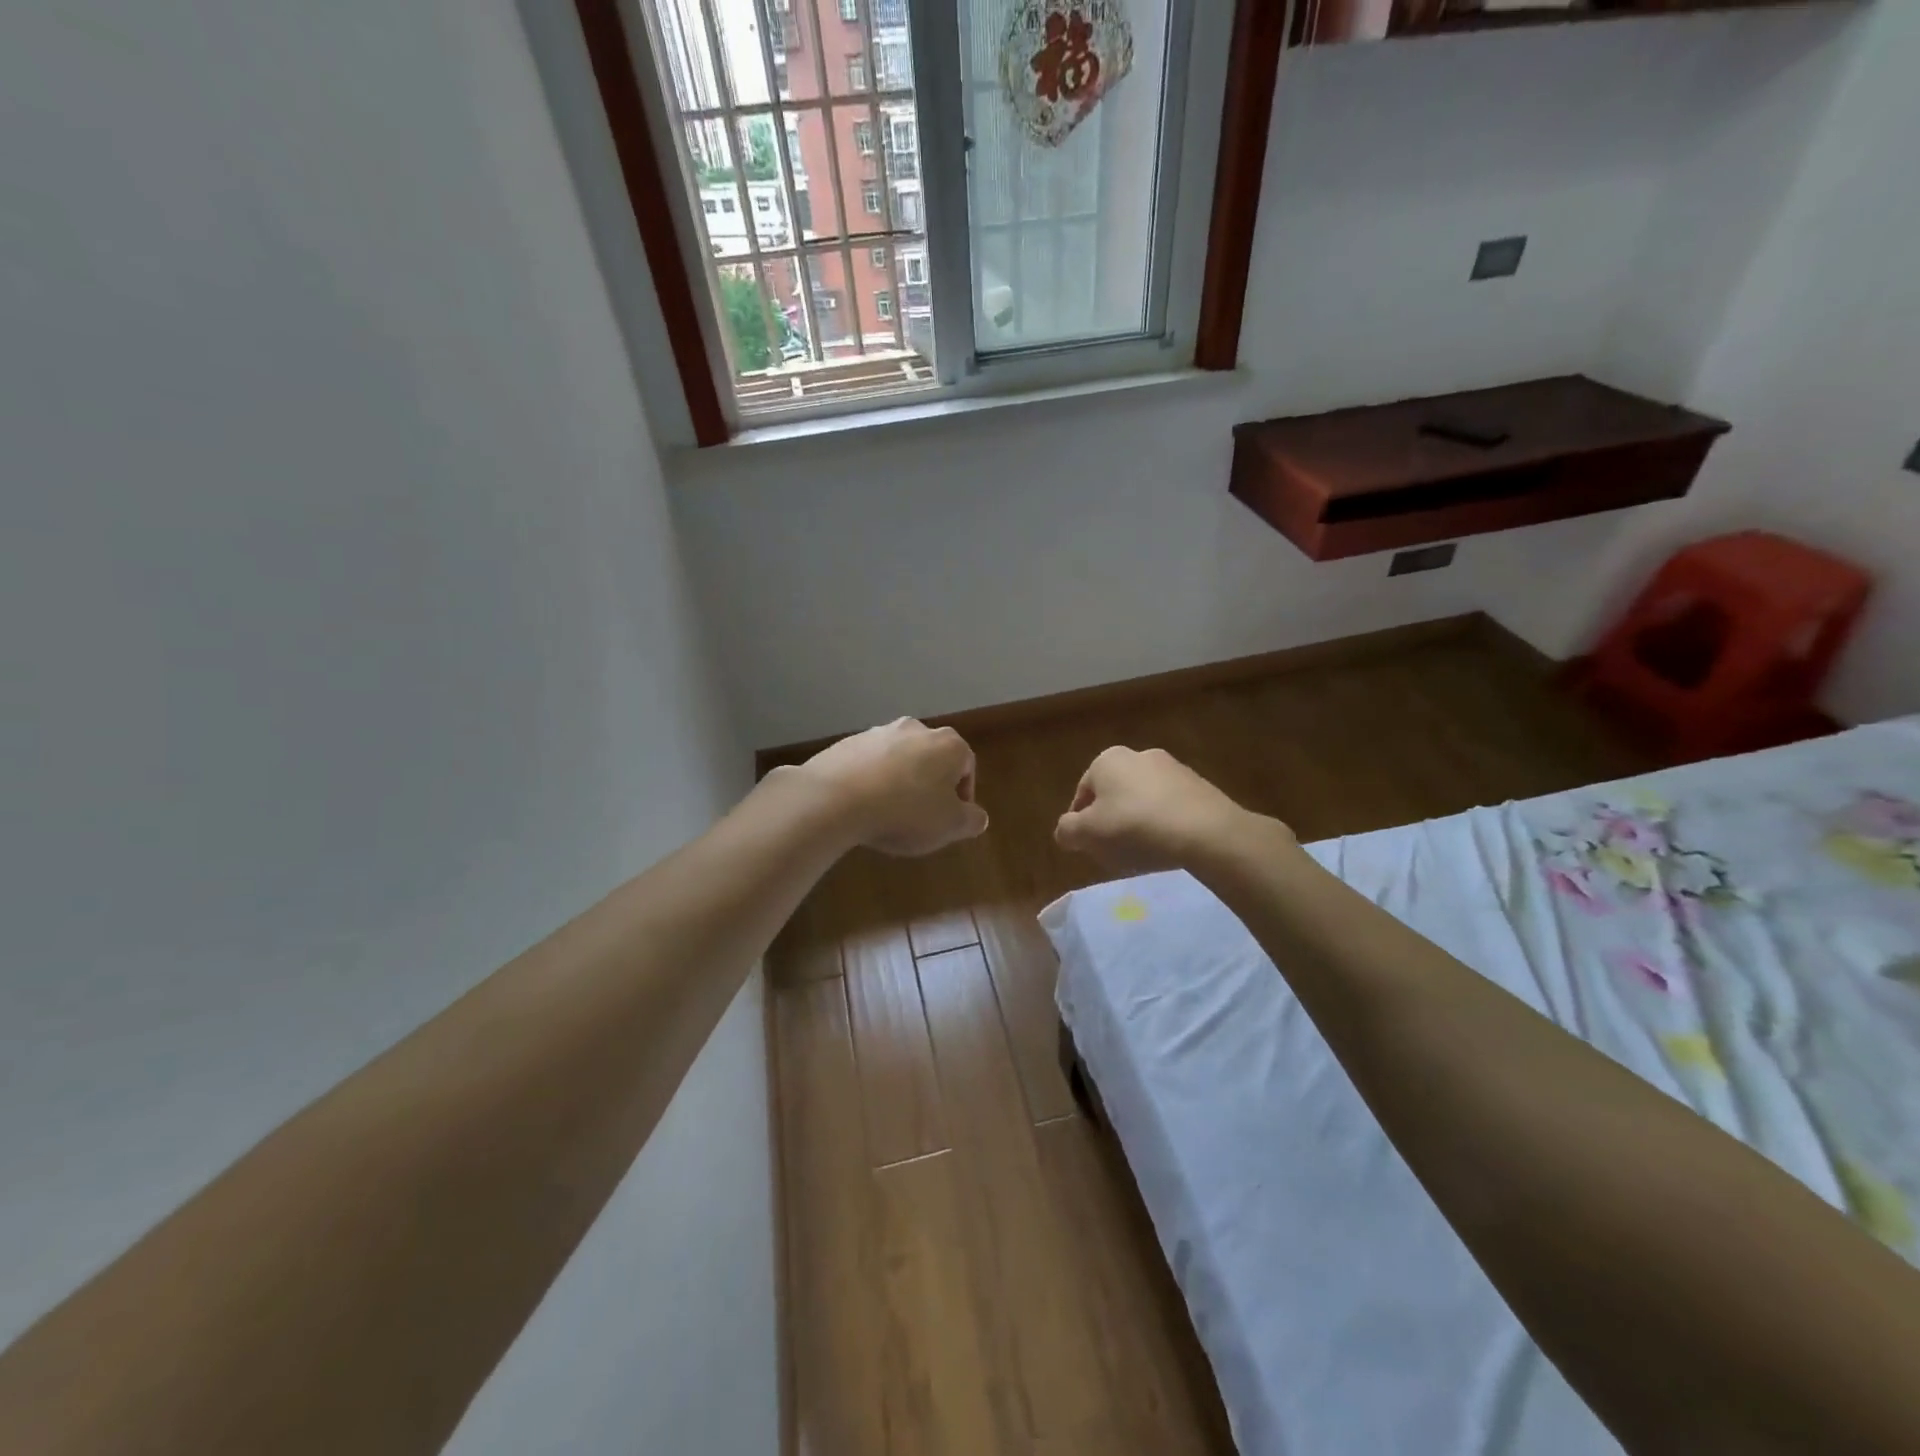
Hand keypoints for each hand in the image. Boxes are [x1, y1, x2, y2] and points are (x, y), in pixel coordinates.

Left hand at [796, 718, 988, 856]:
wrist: (837, 798)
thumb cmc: (906, 812)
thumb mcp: (950, 826)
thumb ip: (972, 820)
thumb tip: (977, 816)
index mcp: (949, 745)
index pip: (967, 767)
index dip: (962, 796)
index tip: (950, 820)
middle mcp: (917, 729)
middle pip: (932, 759)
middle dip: (930, 785)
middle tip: (921, 817)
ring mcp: (879, 732)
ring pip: (900, 759)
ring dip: (900, 781)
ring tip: (889, 812)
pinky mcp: (848, 742)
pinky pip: (869, 764)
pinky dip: (872, 780)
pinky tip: (863, 805)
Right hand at [1054, 746, 1285, 873]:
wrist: (1206, 832)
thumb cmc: (1135, 828)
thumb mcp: (1087, 834)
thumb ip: (1067, 831)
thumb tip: (1065, 831)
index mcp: (1107, 760)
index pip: (1082, 793)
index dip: (1080, 822)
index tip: (1087, 846)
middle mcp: (1138, 755)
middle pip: (1114, 794)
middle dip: (1111, 820)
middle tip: (1113, 849)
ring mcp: (1173, 768)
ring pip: (1143, 799)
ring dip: (1138, 821)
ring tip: (1143, 851)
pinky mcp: (1199, 786)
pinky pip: (1171, 807)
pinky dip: (1165, 823)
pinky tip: (1168, 846)